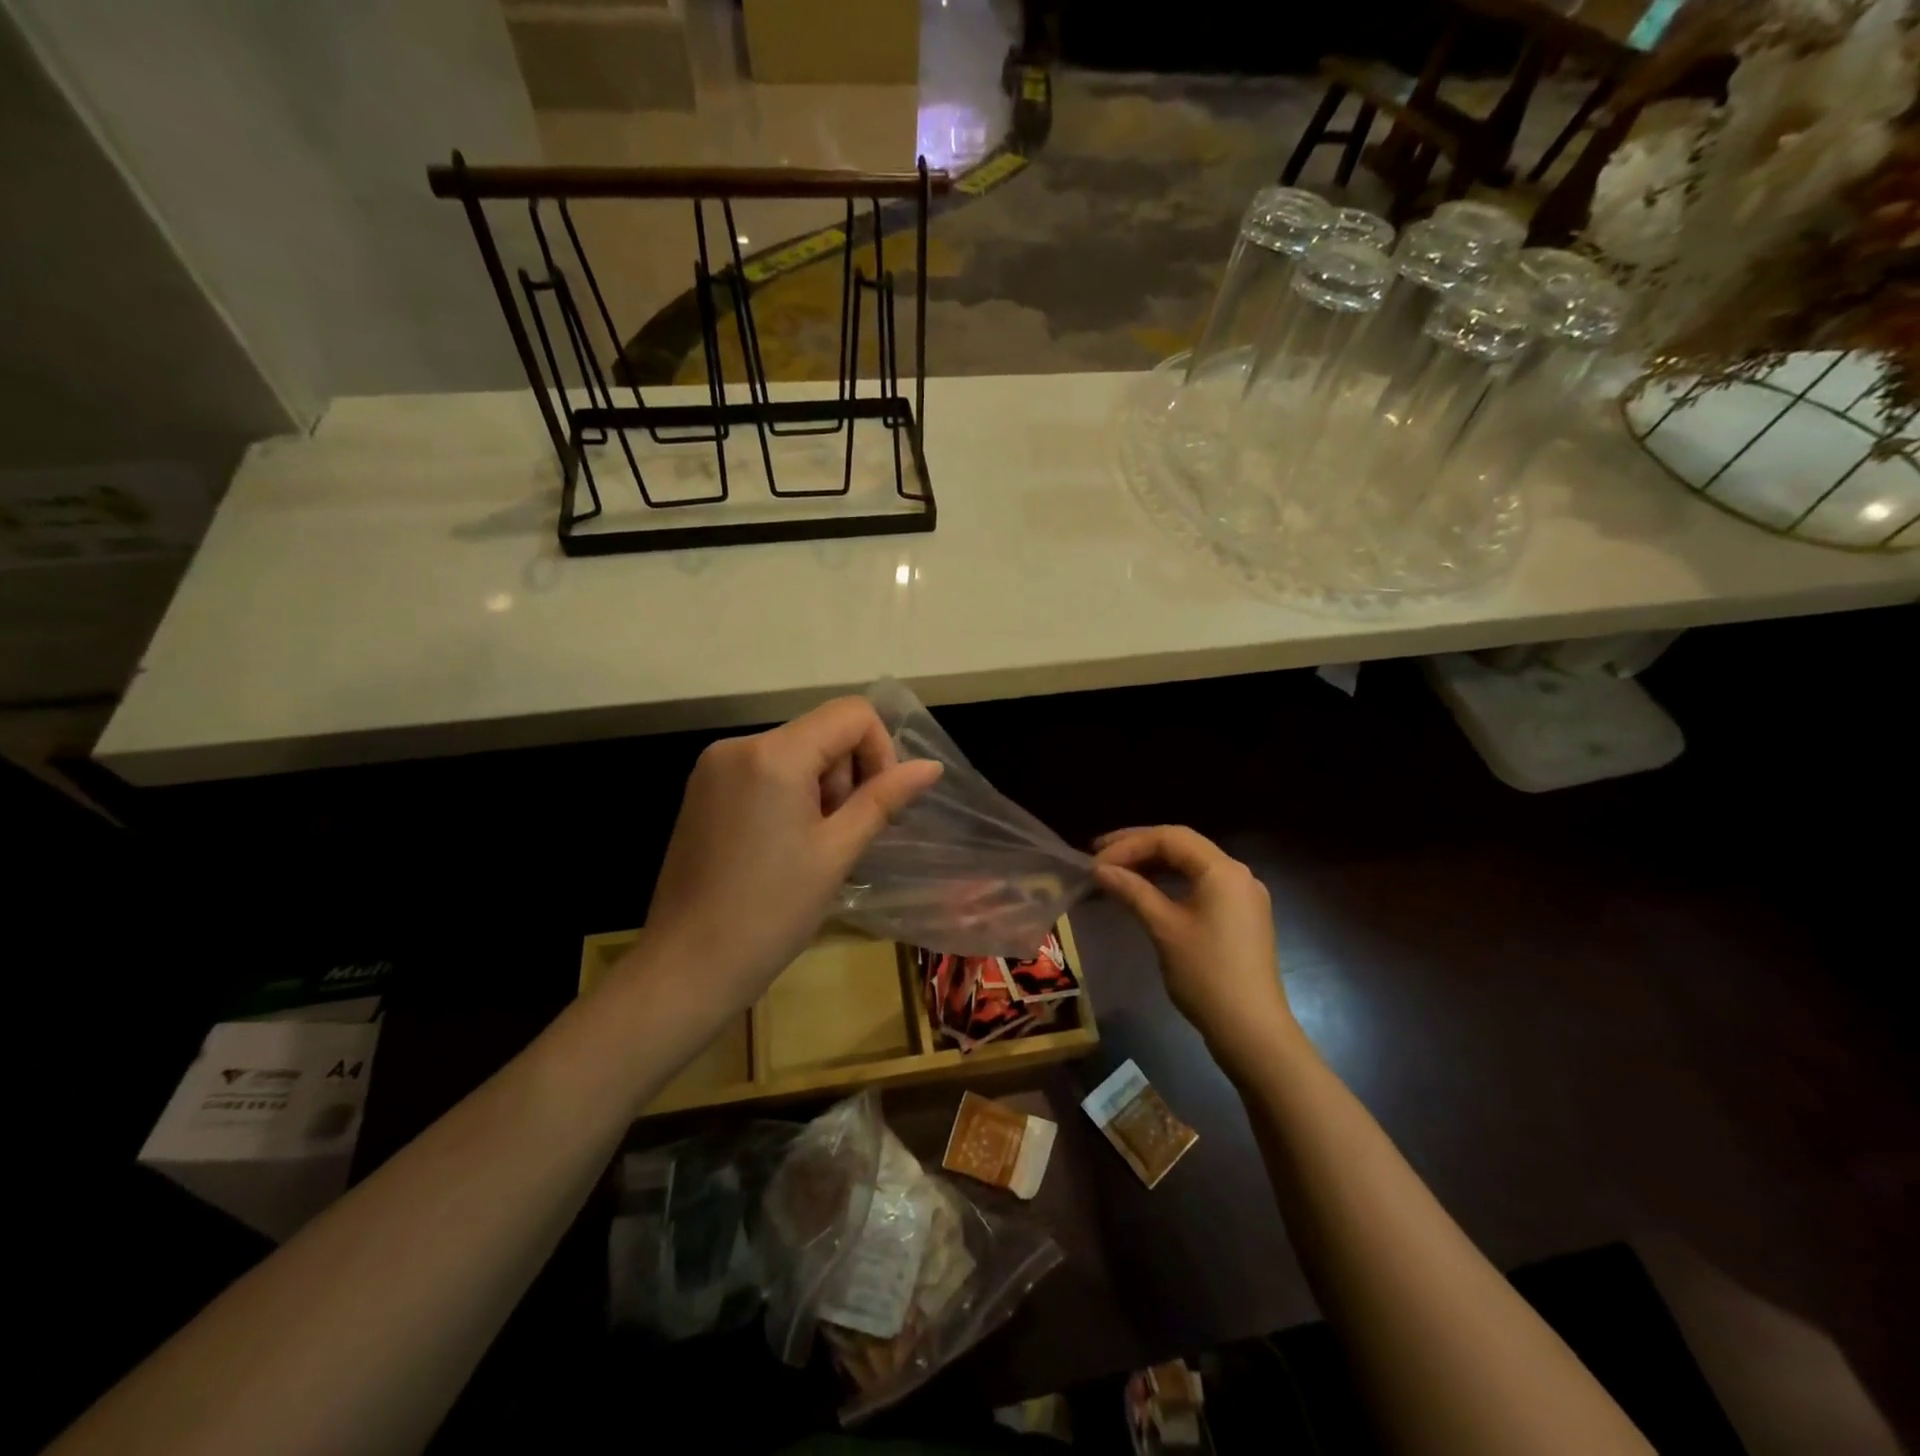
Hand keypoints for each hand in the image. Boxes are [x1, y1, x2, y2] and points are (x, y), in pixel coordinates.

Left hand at [637, 698, 941, 1017]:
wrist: (686, 968)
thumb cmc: (771, 912)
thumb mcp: (838, 852)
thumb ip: (884, 798)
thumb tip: (931, 767)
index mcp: (774, 754)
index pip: (851, 714)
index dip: (880, 751)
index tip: (876, 805)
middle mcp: (739, 745)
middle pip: (822, 731)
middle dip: (846, 776)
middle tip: (839, 837)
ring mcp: (713, 767)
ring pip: (795, 752)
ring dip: (820, 789)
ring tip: (811, 848)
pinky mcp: (702, 790)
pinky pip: (764, 770)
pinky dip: (789, 795)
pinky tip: (783, 846)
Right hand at [1093, 826, 1299, 1073]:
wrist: (1252, 1030)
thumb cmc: (1206, 975)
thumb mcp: (1164, 928)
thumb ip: (1132, 891)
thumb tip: (1100, 869)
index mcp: (1223, 870)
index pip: (1170, 838)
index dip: (1128, 844)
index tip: (1095, 861)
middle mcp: (1237, 874)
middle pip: (1183, 845)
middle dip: (1139, 847)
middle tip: (1099, 855)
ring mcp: (1243, 896)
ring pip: (1192, 865)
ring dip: (1154, 864)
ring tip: (1117, 871)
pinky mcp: (1241, 917)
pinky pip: (1201, 885)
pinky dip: (1171, 882)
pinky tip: (1146, 891)